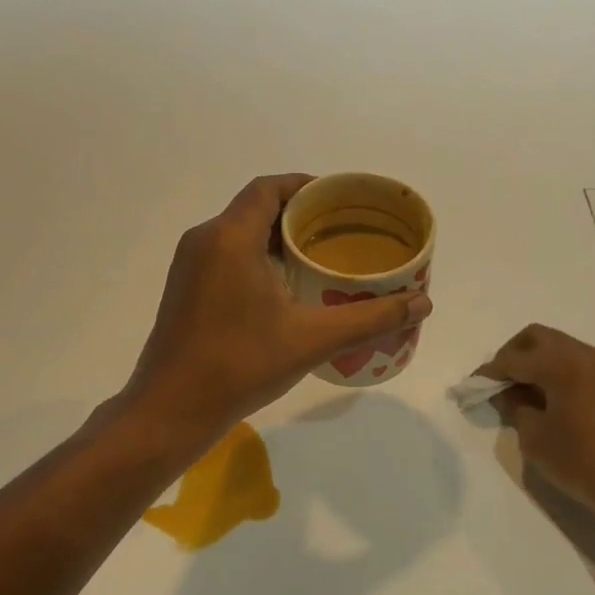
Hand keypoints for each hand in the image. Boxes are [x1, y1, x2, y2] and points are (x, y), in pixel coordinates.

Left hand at [121, 175, 432, 444]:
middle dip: (298, 213)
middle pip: (256, 207)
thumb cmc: (240, 364)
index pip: (270, 187)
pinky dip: (257, 256)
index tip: (339, 199)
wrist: (170, 409)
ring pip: (239, 232)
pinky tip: (284, 286)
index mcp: (231, 237)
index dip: (305, 185)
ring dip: (277, 236)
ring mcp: (189, 265)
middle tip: (339, 231)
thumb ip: (370, 318)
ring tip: (319, 256)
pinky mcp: (184, 288)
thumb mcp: (312, 339)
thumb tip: (424, 303)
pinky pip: (226, 254)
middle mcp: (205, 239)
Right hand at [481, 324, 594, 521]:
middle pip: (537, 337)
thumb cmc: (580, 461)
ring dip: (534, 360)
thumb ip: (515, 406)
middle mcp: (584, 354)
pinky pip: (574, 361)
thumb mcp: (534, 436)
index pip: (515, 358)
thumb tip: (507, 392)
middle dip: (512, 354)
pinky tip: (544, 396)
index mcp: (563, 363)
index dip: (490, 372)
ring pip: (558, 346)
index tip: (472, 385)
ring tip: (519, 391)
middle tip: (498, 382)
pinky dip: (554, 369)